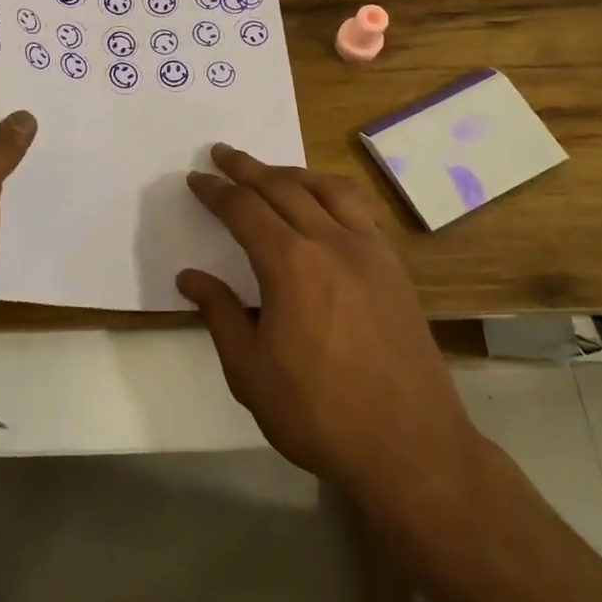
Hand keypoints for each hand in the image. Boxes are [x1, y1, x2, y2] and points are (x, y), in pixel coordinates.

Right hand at [178, 145, 483, 501]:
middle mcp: (330, 242)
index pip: (244, 209)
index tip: (196, 179)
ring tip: (269, 170)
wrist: (411, 448)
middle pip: (283, 187)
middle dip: (247, 167)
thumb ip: (219, 314)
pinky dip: (330, 191)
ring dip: (291, 172)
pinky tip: (322, 203)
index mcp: (290, 265)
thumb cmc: (318, 413)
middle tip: (222, 153)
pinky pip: (358, 209)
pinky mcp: (394, 267)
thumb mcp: (250, 371)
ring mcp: (369, 251)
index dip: (215, 191)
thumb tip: (189, 276)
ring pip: (326, 188)